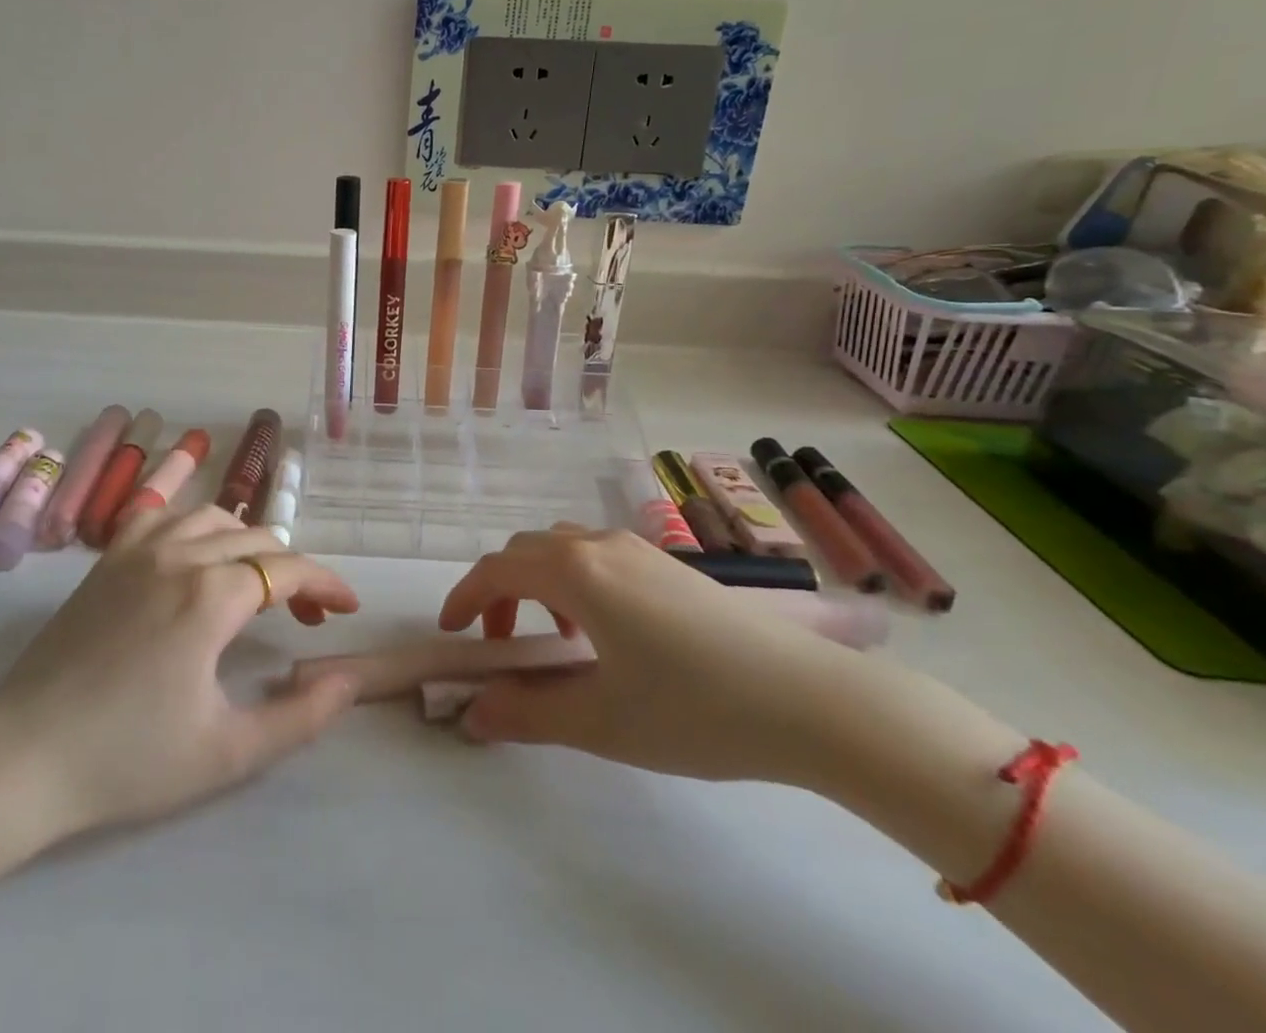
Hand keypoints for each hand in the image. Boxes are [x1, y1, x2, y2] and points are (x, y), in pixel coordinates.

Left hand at [0, 505, 361, 837]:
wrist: (23, 758)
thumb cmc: (129, 760)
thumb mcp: (228, 753)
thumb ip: (301, 716)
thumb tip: (350, 679)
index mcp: (211, 595)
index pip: (288, 570)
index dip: (326, 584)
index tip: (347, 607)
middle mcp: (179, 555)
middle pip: (256, 540)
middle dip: (292, 571)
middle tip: (305, 614)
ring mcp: (137, 550)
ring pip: (212, 517)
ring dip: (246, 542)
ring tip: (255, 581)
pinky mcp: (107, 559)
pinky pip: (161, 514)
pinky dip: (191, 524)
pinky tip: (192, 553)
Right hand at [439, 525, 870, 784]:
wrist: (812, 700)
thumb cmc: (695, 708)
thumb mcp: (601, 722)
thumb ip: (528, 714)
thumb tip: (473, 714)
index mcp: (576, 571)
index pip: (497, 568)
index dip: (465, 597)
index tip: (452, 635)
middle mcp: (601, 544)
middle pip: (527, 551)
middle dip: (501, 591)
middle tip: (502, 643)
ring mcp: (640, 549)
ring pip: (564, 548)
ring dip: (540, 583)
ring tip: (557, 640)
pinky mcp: (671, 565)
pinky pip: (599, 556)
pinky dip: (577, 581)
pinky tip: (608, 632)